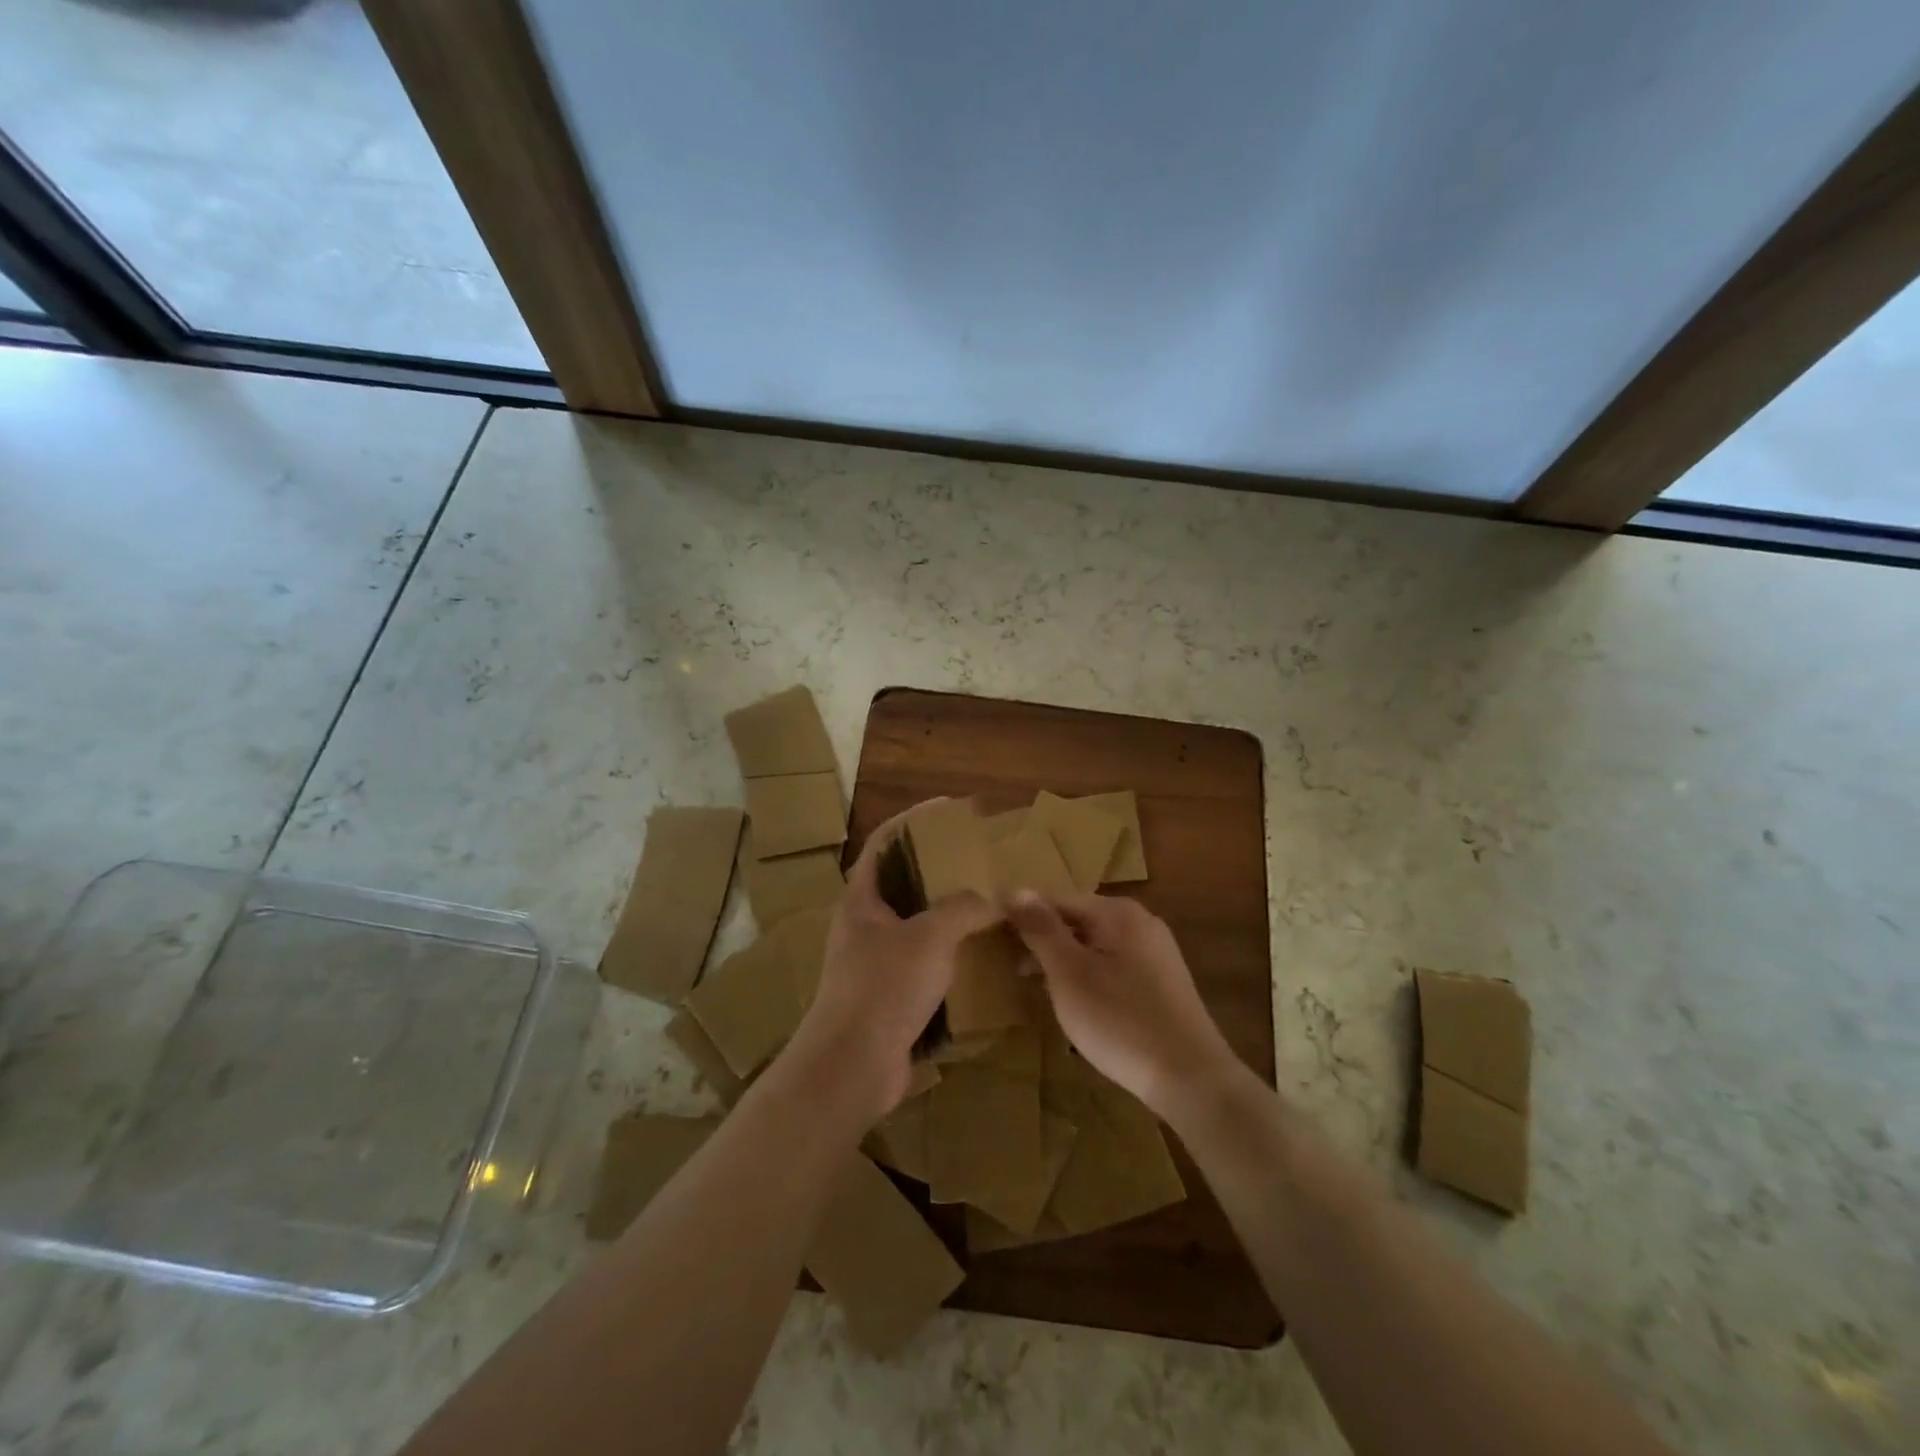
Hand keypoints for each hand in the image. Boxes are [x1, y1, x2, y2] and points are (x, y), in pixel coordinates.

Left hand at [788, 803, 998, 1118]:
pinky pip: (925, 967)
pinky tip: (981, 958)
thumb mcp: (929, 937)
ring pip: (916, 928)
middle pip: (901, 885)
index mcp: (861, 901)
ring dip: (947, 918)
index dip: (911, 820)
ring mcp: (875, 965)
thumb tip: (994, 900)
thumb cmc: (884, 987)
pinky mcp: (890, 999)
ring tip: (987, 907)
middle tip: (977, 863)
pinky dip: (950, 958)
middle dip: (936, 871)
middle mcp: (864, 927)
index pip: (882, 843)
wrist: (853, 1066)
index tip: (947, 810)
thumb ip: (963, 909)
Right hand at [1006, 891, 1237, 1116]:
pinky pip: (1112, 966)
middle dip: (1043, 940)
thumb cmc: (1121, 1021)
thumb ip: (1042, 930)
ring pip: (1095, 946)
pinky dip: (1087, 976)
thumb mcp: (1069, 974)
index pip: (1058, 899)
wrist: (1191, 1079)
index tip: (994, 937)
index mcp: (1119, 913)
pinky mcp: (1161, 983)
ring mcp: (1155, 953)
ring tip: (1033, 985)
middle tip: (1009, 965)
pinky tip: (1074, 1002)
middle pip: (1078, 920)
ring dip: (1063, 961)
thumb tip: (1014, 890)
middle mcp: (1141, 923)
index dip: (1023, 916)